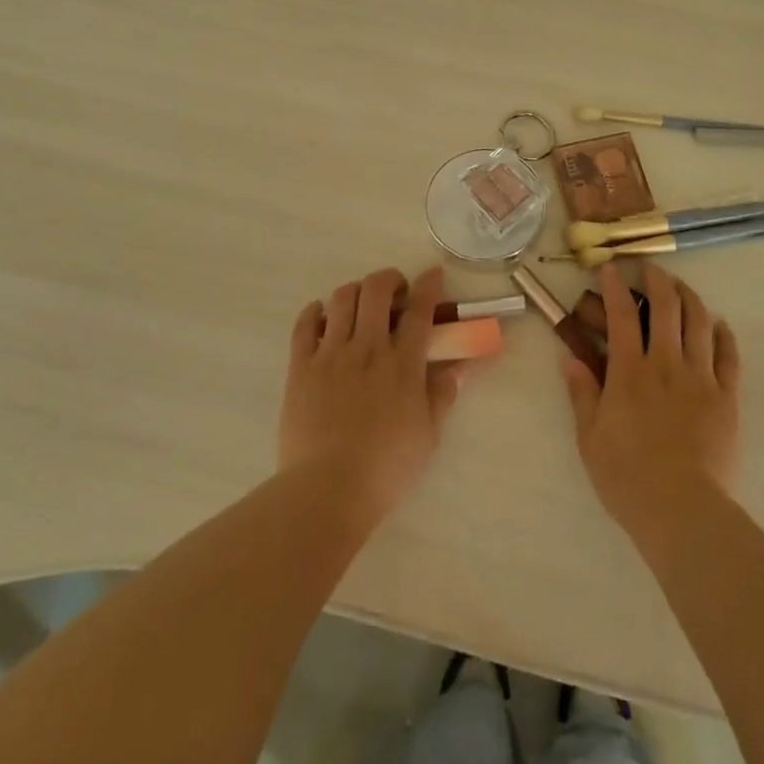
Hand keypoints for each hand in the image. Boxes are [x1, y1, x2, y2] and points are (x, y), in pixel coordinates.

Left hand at [279, 265, 466, 527]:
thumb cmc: (386, 468)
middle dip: (389, 279)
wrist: (327, 489)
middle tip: (395, 290)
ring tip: (361, 304)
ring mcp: (331, 354)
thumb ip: (443, 394)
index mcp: (402, 364)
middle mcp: (367, 348)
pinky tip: (323, 315)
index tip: (433, 274)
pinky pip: (305, 325)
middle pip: (376, 291)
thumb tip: (463, 367)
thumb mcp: (428, 434)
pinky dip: (315, 312)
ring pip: (341, 299)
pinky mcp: (301, 367)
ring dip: (355, 291)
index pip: (419, 310)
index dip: (428, 285)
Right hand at [562, 263, 740, 542]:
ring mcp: (700, 378)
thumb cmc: (627, 477)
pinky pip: (729, 357)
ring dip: (690, 297)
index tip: (610, 268)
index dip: (615, 287)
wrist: (682, 510)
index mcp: (629, 372)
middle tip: (651, 268)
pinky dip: (724, 335)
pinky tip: (719, 324)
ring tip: (682, 287)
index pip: (621, 316)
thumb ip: (582, 393)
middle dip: (658, 280)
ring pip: (699, 323)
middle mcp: (666, 364)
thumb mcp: (589, 438)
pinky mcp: (726, 398)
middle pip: (666, 308)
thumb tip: (570, 358)